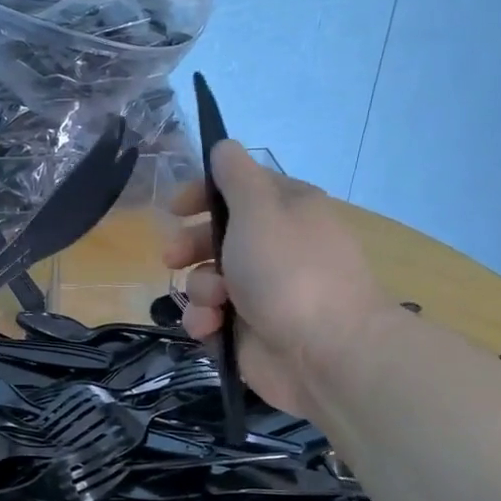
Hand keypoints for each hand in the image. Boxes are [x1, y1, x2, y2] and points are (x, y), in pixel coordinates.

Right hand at [163, 142, 389, 415]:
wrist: (328, 353)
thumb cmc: (289, 270)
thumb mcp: (259, 209)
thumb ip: (235, 175)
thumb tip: (224, 147)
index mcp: (286, 211)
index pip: (239, 190)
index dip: (204, 195)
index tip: (176, 207)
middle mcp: (275, 248)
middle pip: (218, 236)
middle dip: (190, 245)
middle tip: (172, 256)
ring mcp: (263, 292)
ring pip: (209, 279)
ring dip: (201, 288)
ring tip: (214, 301)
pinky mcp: (250, 330)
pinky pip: (212, 317)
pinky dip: (207, 320)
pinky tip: (211, 327)